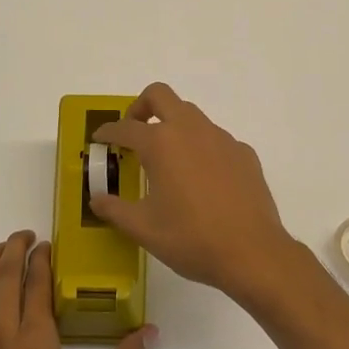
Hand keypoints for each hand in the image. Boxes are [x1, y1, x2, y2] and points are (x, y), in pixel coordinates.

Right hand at [90, 83, 299, 302]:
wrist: (252, 252)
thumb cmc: (190, 238)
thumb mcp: (143, 228)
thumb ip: (115, 210)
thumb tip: (97, 199)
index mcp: (161, 144)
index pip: (126, 127)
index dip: (108, 132)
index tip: (100, 139)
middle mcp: (191, 130)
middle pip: (160, 95)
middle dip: (141, 107)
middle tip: (134, 131)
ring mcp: (222, 139)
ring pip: (192, 115)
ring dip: (173, 126)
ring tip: (167, 159)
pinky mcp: (244, 154)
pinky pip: (216, 139)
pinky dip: (201, 148)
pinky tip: (203, 180)